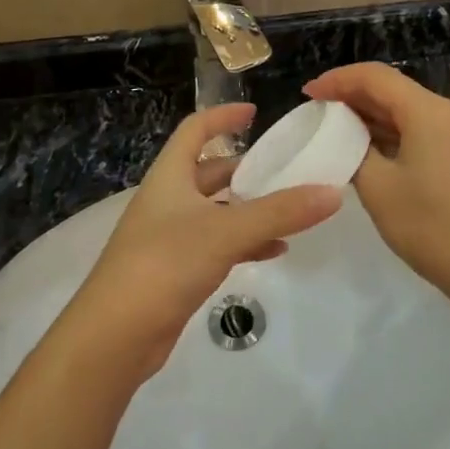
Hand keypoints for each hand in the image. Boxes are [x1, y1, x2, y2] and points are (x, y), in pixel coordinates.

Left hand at [58, 104, 341, 383]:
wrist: (116, 335)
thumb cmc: (165, 263)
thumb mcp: (226, 231)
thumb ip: (280, 212)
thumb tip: (333, 192)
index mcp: (170, 176)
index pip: (195, 130)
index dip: (223, 116)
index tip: (255, 113)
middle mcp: (168, 200)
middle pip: (209, 171)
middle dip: (246, 168)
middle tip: (286, 169)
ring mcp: (170, 236)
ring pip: (217, 210)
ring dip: (250, 208)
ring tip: (291, 210)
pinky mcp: (177, 270)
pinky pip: (218, 244)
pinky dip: (245, 243)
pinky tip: (275, 251)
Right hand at [304, 62, 449, 299]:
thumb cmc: (433, 227)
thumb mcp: (378, 188)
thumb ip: (355, 150)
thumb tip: (346, 136)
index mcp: (430, 110)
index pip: (375, 77)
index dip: (337, 80)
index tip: (307, 94)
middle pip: (393, 90)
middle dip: (352, 98)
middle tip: (316, 112)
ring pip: (408, 111)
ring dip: (372, 117)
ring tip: (335, 129)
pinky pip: (422, 129)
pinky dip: (393, 133)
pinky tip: (369, 148)